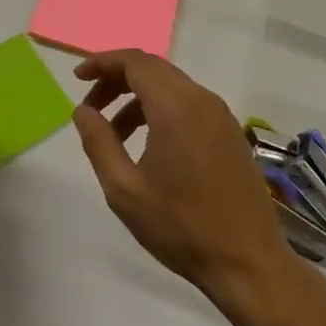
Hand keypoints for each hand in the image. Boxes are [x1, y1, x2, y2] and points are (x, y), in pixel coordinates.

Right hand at [74, 51, 291, 310]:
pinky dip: (160, 108)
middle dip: (116, 79)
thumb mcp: (125, 189)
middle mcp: (201, 99)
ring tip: (114, 133)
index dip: (102, 63)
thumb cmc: (181, 226)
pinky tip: (147, 143)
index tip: (77, 78)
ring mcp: (220, 115)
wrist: (248, 263)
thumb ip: (98, 142)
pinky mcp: (229, 132)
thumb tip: (82, 110)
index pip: (134, 62)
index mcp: (175, 107)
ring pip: (170, 85)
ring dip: (137, 97)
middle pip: (152, 68)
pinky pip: (188, 103)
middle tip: (91, 107)